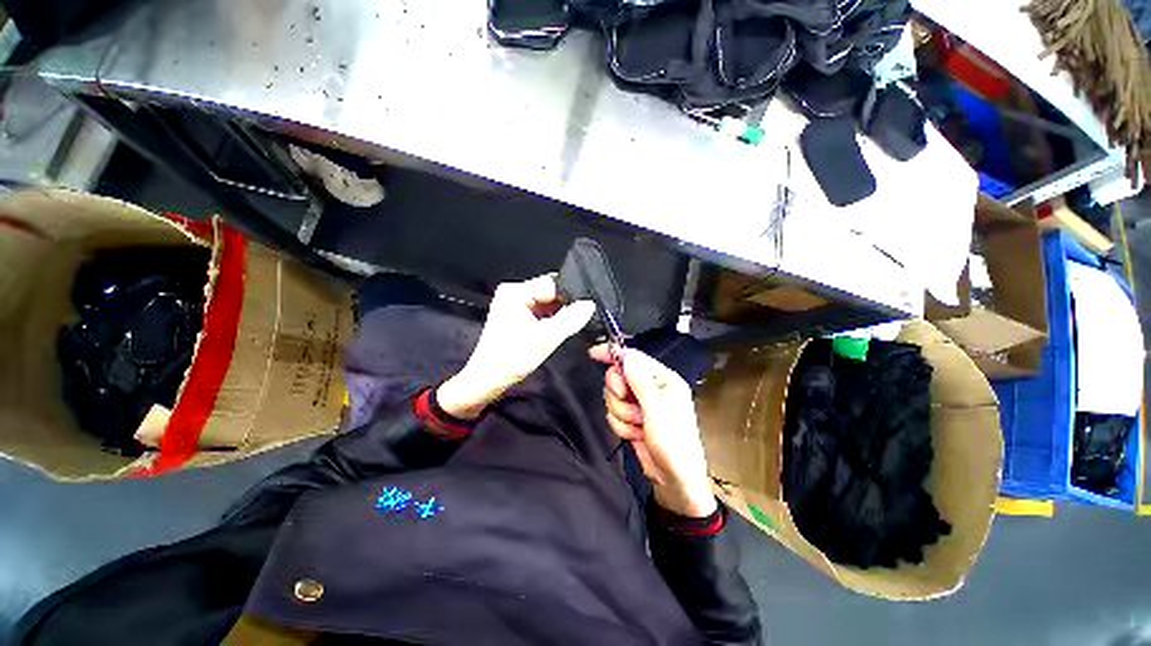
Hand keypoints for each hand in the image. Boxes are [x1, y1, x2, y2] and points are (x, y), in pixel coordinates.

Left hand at [438, 275, 594, 419]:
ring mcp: (515, 304)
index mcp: (515, 291)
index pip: (552, 283)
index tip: (588, 307)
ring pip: (548, 302)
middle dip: (567, 304)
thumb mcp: (546, 338)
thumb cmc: (512, 358)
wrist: (488, 380)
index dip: (572, 294)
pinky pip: (541, 311)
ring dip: (560, 313)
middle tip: (583, 317)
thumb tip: (590, 304)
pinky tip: (560, 328)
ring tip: (573, 324)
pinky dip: (552, 319)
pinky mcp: (517, 316)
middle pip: (550, 292)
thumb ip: (570, 319)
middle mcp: (514, 293)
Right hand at [590, 345, 716, 517]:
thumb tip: (626, 356)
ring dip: (623, 414)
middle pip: (618, 377)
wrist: (675, 480)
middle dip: (620, 394)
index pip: (633, 358)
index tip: (594, 353)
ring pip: (613, 397)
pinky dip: (622, 426)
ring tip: (640, 425)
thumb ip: (640, 382)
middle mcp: (650, 389)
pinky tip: (637, 434)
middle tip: (630, 404)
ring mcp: (640, 405)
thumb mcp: (658, 410)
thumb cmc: (675, 444)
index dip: (613, 354)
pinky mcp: (631, 419)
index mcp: (663, 379)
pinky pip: (613, 414)